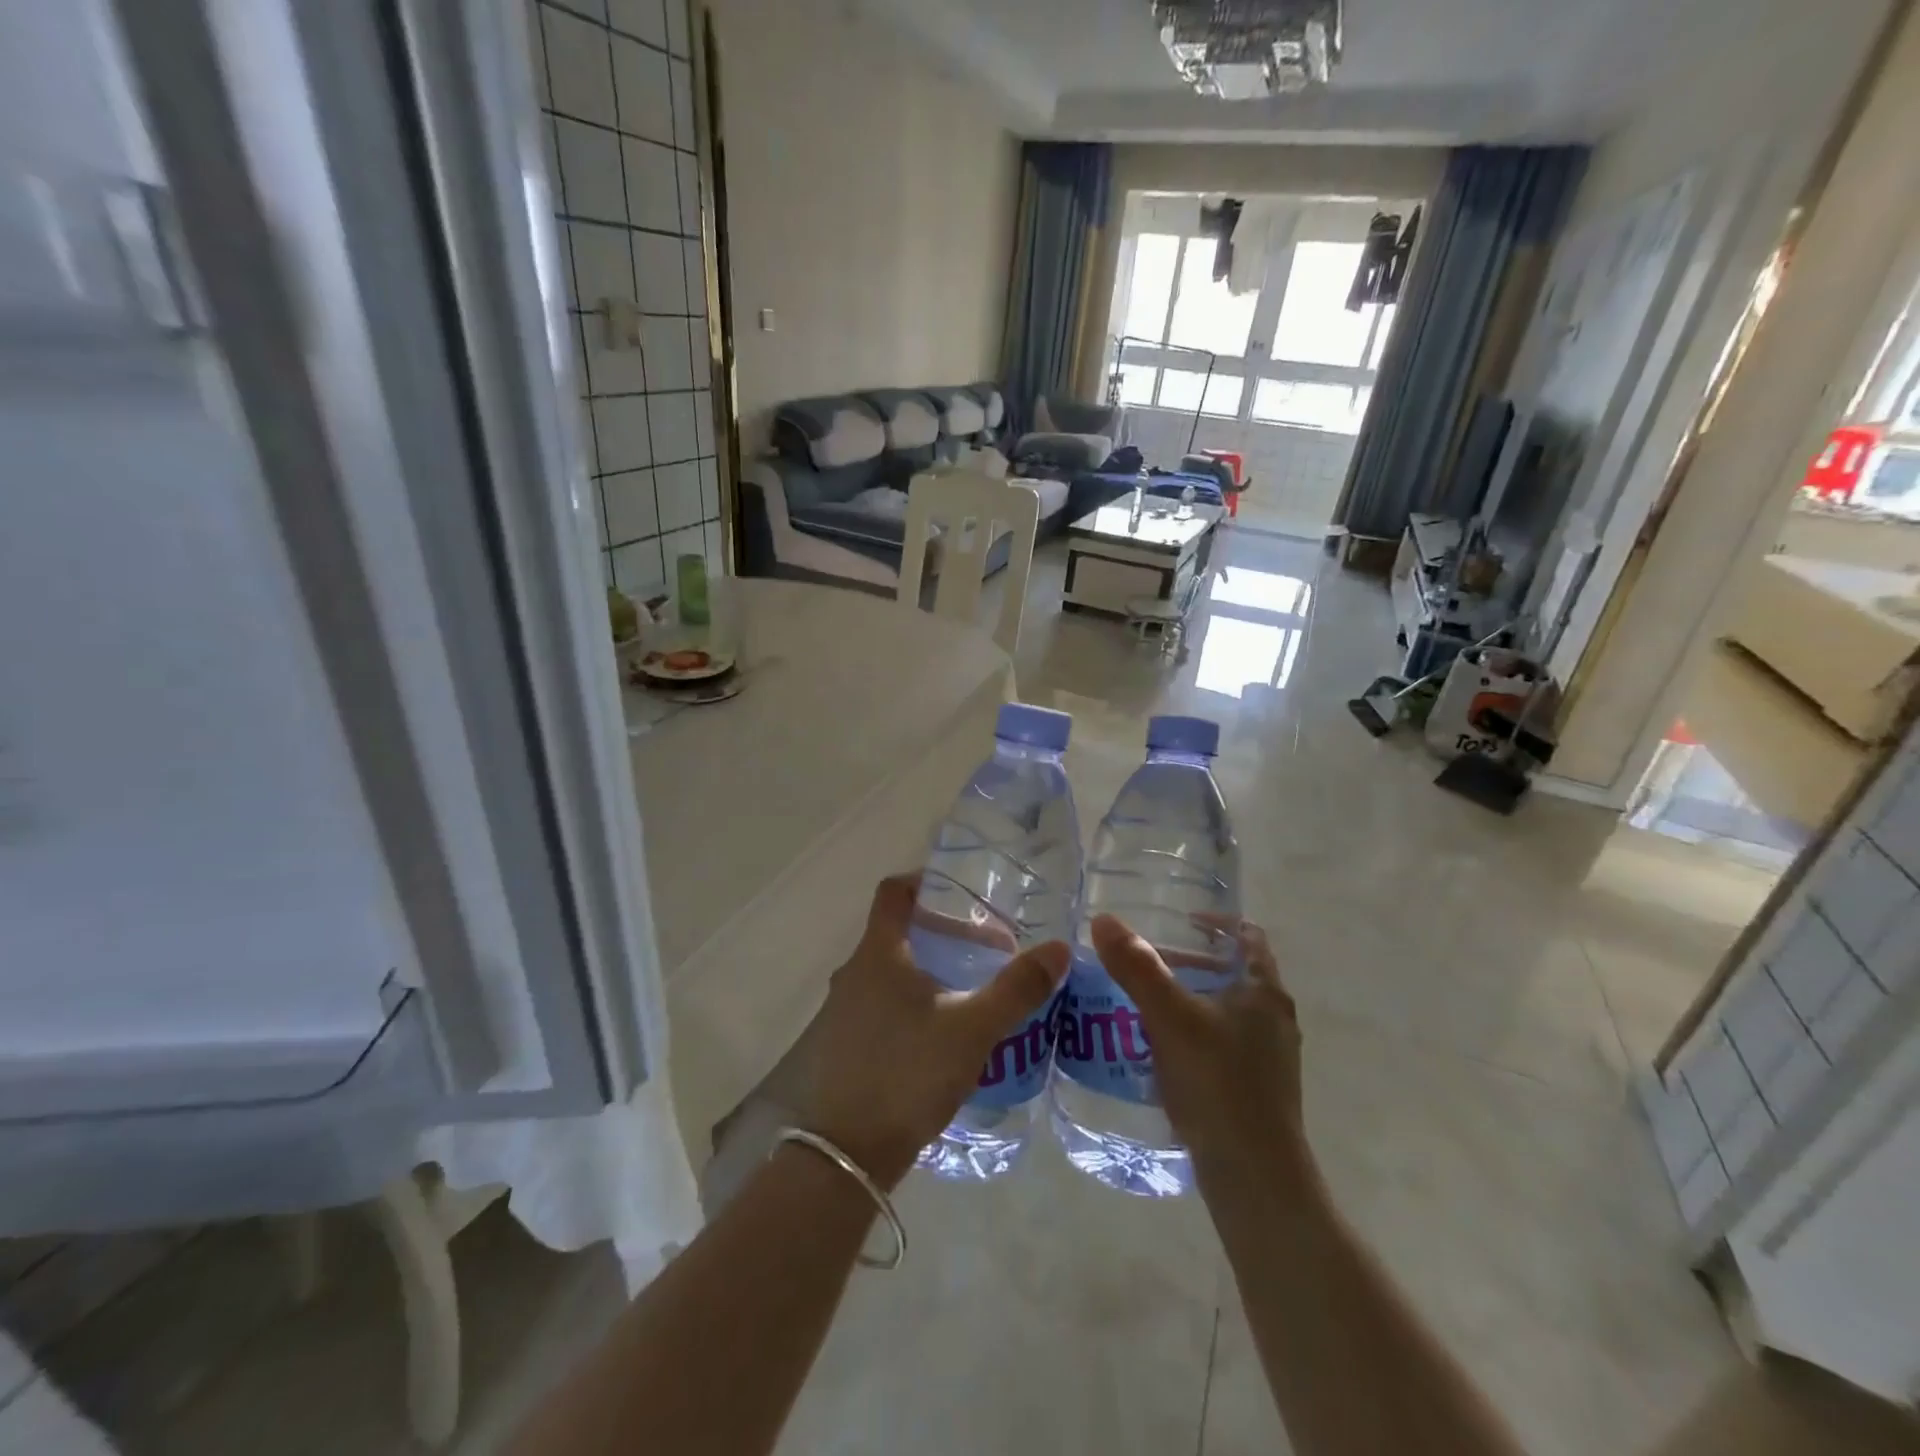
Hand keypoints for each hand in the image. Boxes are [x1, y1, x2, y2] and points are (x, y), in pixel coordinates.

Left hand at [804, 875, 1069, 1188]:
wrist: (845, 1154)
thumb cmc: (908, 1072)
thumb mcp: (973, 1028)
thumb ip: (1017, 988)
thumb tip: (1059, 948)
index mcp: (878, 954)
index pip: (893, 892)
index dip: (924, 882)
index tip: (961, 893)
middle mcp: (853, 973)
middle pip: (898, 934)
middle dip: (943, 936)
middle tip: (987, 955)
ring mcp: (842, 1012)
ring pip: (890, 974)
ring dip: (929, 974)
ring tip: (971, 997)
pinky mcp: (842, 1046)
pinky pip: (880, 1007)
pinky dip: (911, 1005)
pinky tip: (941, 1038)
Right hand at [1090, 914, 1315, 1196]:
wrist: (1254, 1178)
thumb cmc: (1218, 1084)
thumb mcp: (1170, 1018)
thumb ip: (1137, 968)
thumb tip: (1104, 920)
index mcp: (1265, 992)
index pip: (1247, 937)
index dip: (1215, 922)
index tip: (1179, 920)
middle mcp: (1274, 1019)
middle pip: (1232, 973)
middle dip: (1189, 963)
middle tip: (1146, 963)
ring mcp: (1268, 1058)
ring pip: (1224, 1011)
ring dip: (1188, 1000)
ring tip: (1143, 1004)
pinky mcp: (1255, 1090)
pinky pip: (1220, 1045)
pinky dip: (1191, 1034)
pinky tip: (1158, 1051)